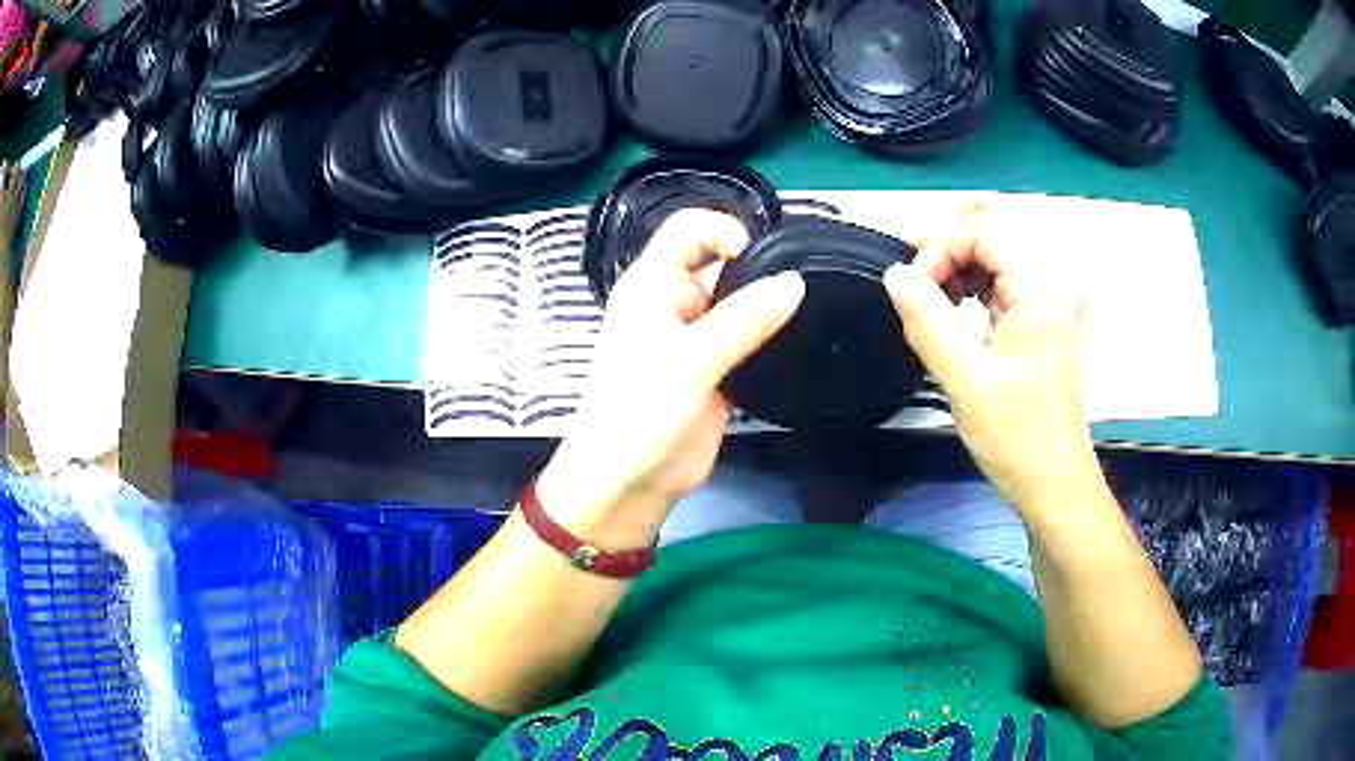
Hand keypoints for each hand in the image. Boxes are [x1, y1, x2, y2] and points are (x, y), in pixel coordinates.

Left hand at [538, 209, 804, 546]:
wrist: (629, 483)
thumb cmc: (640, 413)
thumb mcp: (691, 361)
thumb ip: (744, 320)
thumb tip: (795, 282)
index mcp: (653, 285)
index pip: (687, 229)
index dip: (723, 229)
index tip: (760, 256)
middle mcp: (674, 304)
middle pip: (720, 264)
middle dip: (757, 271)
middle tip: (799, 293)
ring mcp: (695, 339)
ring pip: (738, 305)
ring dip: (767, 307)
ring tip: (806, 316)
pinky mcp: (715, 371)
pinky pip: (747, 341)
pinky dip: (768, 339)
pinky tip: (797, 344)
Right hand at [884, 207, 1104, 515]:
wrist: (1052, 483)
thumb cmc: (1016, 436)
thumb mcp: (965, 378)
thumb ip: (927, 319)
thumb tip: (895, 274)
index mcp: (1042, 290)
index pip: (986, 231)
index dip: (941, 246)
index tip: (914, 287)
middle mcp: (1053, 284)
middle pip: (993, 236)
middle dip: (947, 252)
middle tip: (915, 287)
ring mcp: (1051, 302)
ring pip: (996, 257)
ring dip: (958, 269)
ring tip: (931, 302)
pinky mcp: (1044, 319)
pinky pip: (1004, 282)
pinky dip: (973, 288)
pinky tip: (955, 312)